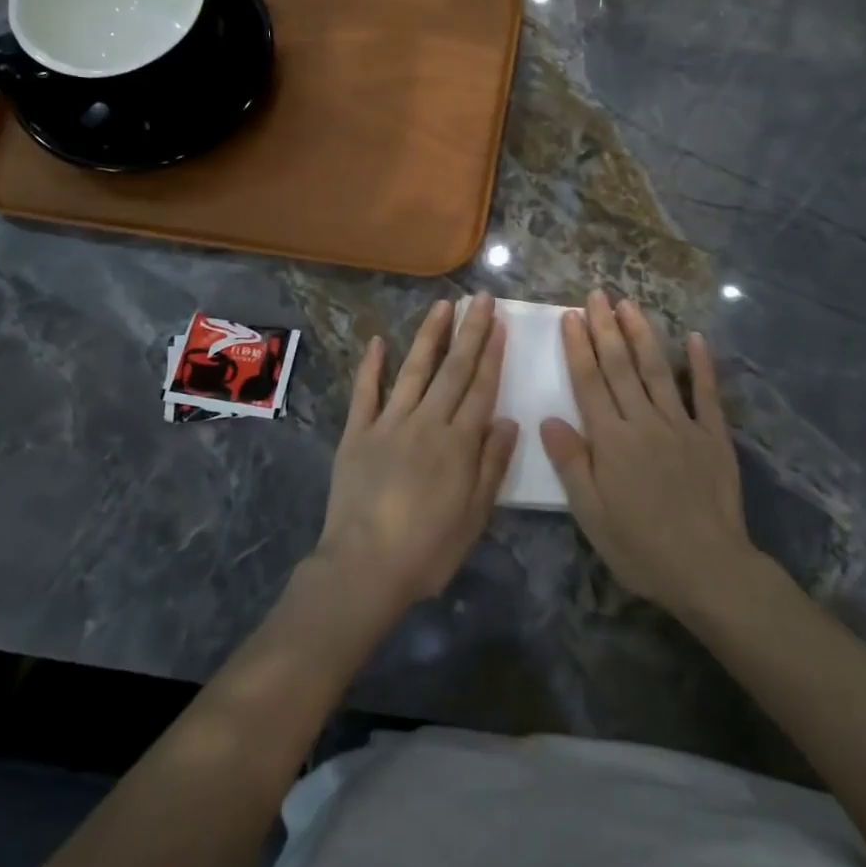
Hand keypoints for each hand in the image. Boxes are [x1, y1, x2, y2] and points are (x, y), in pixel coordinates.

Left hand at [315, 294, 518, 615]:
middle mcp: (427, 423)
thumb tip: (508, 421)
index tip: (500, 324)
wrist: (365, 567)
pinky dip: (371, 367)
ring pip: (414, 370)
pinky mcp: (357, 433)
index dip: (493, 354)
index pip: (481, 388)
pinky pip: (365, 393)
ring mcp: (389, 424)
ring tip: (443, 306)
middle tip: (480, 299)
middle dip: (470, 332)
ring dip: (430, 336)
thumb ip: (492, 465)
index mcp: (459, 443)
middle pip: (453, 370)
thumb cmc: (428, 549)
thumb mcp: (475, 515)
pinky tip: (378, 341)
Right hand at [541, 291, 754, 616]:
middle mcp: (645, 422)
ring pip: (657, 371)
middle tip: (597, 295)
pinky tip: (696, 338)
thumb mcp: (592, 515)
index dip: (579, 348)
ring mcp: (682, 425)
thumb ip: (572, 464)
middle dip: (606, 328)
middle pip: (621, 367)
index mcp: (612, 441)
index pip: (590, 383)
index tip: (571, 316)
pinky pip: (707, 394)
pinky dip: (702, 365)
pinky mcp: (713, 436)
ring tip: (630, 304)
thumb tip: (548, 419)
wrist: (708, 568)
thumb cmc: (641, 547)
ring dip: (642, 335)